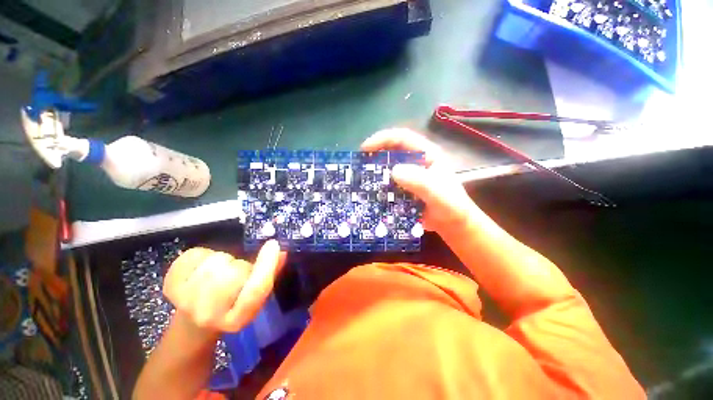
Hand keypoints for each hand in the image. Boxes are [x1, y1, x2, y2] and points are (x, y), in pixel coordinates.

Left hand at [163, 240, 285, 333]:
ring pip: (215, 262)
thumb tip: (281, 251)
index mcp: (238, 319)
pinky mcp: (170, 287)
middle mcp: (211, 315)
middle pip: (235, 272)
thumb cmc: (232, 304)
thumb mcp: (256, 294)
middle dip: (240, 265)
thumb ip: (271, 273)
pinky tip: (201, 267)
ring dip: (222, 259)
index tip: (273, 244)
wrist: (195, 320)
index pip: (256, 290)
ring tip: (219, 270)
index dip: (267, 265)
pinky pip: (194, 256)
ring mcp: (186, 303)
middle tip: (236, 271)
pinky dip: (202, 255)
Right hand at [361, 128, 475, 235]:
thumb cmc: (450, 206)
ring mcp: (408, 176)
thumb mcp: (438, 193)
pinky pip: (387, 185)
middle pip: (391, 152)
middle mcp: (414, 162)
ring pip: (387, 169)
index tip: (365, 148)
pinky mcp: (402, 189)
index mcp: (426, 154)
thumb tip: (394, 171)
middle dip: (374, 157)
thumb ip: (420, 182)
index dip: (383, 139)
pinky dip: (378, 188)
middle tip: (359, 166)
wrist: (452, 224)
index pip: (402, 138)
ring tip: (360, 181)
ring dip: (374, 174)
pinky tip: (369, 195)